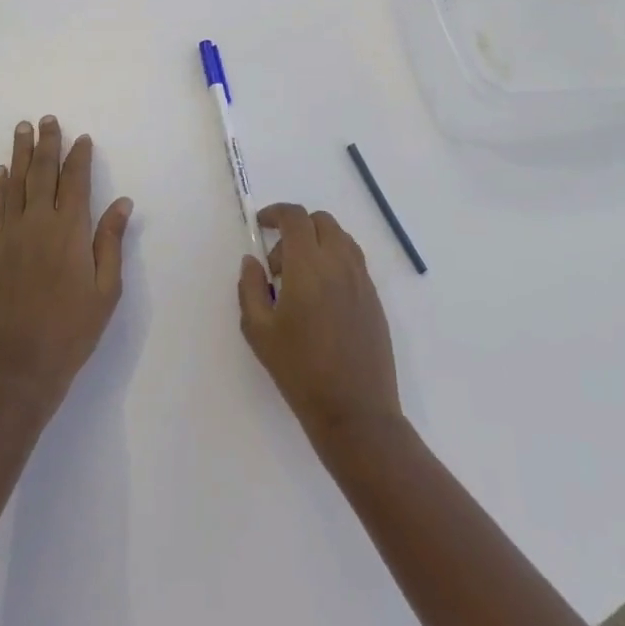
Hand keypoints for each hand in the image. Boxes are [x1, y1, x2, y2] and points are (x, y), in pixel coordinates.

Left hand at [0, 116, 131, 414]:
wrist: (20, 366)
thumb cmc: (73, 329)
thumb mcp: (106, 290)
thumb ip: (110, 241)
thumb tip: (121, 202)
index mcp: (70, 231)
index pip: (75, 181)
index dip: (79, 157)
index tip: (82, 138)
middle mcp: (37, 223)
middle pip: (42, 173)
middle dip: (47, 144)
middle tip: (47, 119)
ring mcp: (9, 235)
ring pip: (15, 184)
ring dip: (20, 154)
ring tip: (22, 130)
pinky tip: (0, 172)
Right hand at [238, 204, 401, 445]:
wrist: (355, 412)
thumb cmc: (300, 372)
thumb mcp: (259, 331)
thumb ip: (250, 288)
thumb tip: (252, 261)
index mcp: (309, 266)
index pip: (295, 217)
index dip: (276, 213)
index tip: (261, 225)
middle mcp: (339, 263)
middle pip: (321, 221)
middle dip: (296, 228)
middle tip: (279, 264)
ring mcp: (362, 280)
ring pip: (340, 238)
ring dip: (318, 243)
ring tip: (301, 280)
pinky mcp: (374, 298)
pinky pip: (353, 261)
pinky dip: (335, 262)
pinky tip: (322, 298)